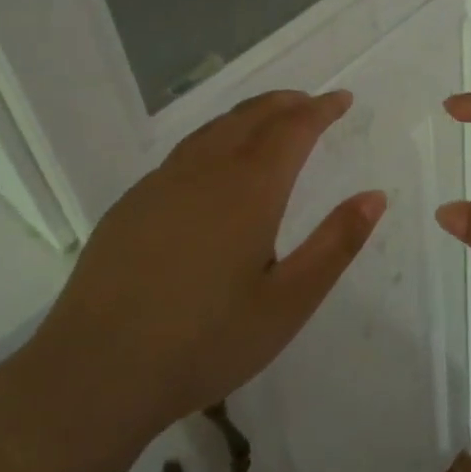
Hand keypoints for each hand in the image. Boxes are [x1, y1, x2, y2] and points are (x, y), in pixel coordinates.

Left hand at [23, 89, 385, 448]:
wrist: (96, 371)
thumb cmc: (205, 342)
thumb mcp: (287, 303)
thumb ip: (335, 245)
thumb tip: (374, 196)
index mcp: (249, 190)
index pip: (293, 129)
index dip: (321, 110)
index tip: (342, 99)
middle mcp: (204, 172)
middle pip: (251, 117)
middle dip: (285, 103)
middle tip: (310, 101)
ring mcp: (161, 184)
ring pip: (213, 130)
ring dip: (248, 115)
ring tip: (269, 118)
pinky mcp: (131, 204)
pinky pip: (183, 152)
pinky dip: (214, 138)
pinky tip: (213, 163)